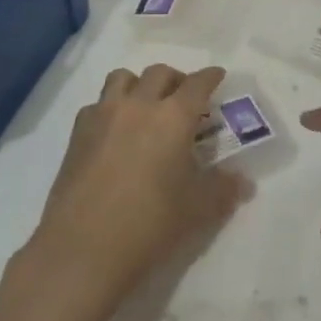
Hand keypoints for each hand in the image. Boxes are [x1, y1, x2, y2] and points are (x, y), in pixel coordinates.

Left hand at [28, 64, 252, 315]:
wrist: (84, 246)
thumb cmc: (150, 224)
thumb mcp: (197, 210)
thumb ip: (223, 189)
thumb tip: (243, 181)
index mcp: (173, 117)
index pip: (197, 84)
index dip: (210, 77)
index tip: (217, 75)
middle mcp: (138, 105)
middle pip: (159, 73)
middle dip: (176, 79)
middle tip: (185, 98)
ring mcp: (103, 114)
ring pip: (122, 78)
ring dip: (140, 84)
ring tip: (147, 105)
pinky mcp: (78, 132)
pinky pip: (98, 104)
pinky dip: (111, 107)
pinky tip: (115, 132)